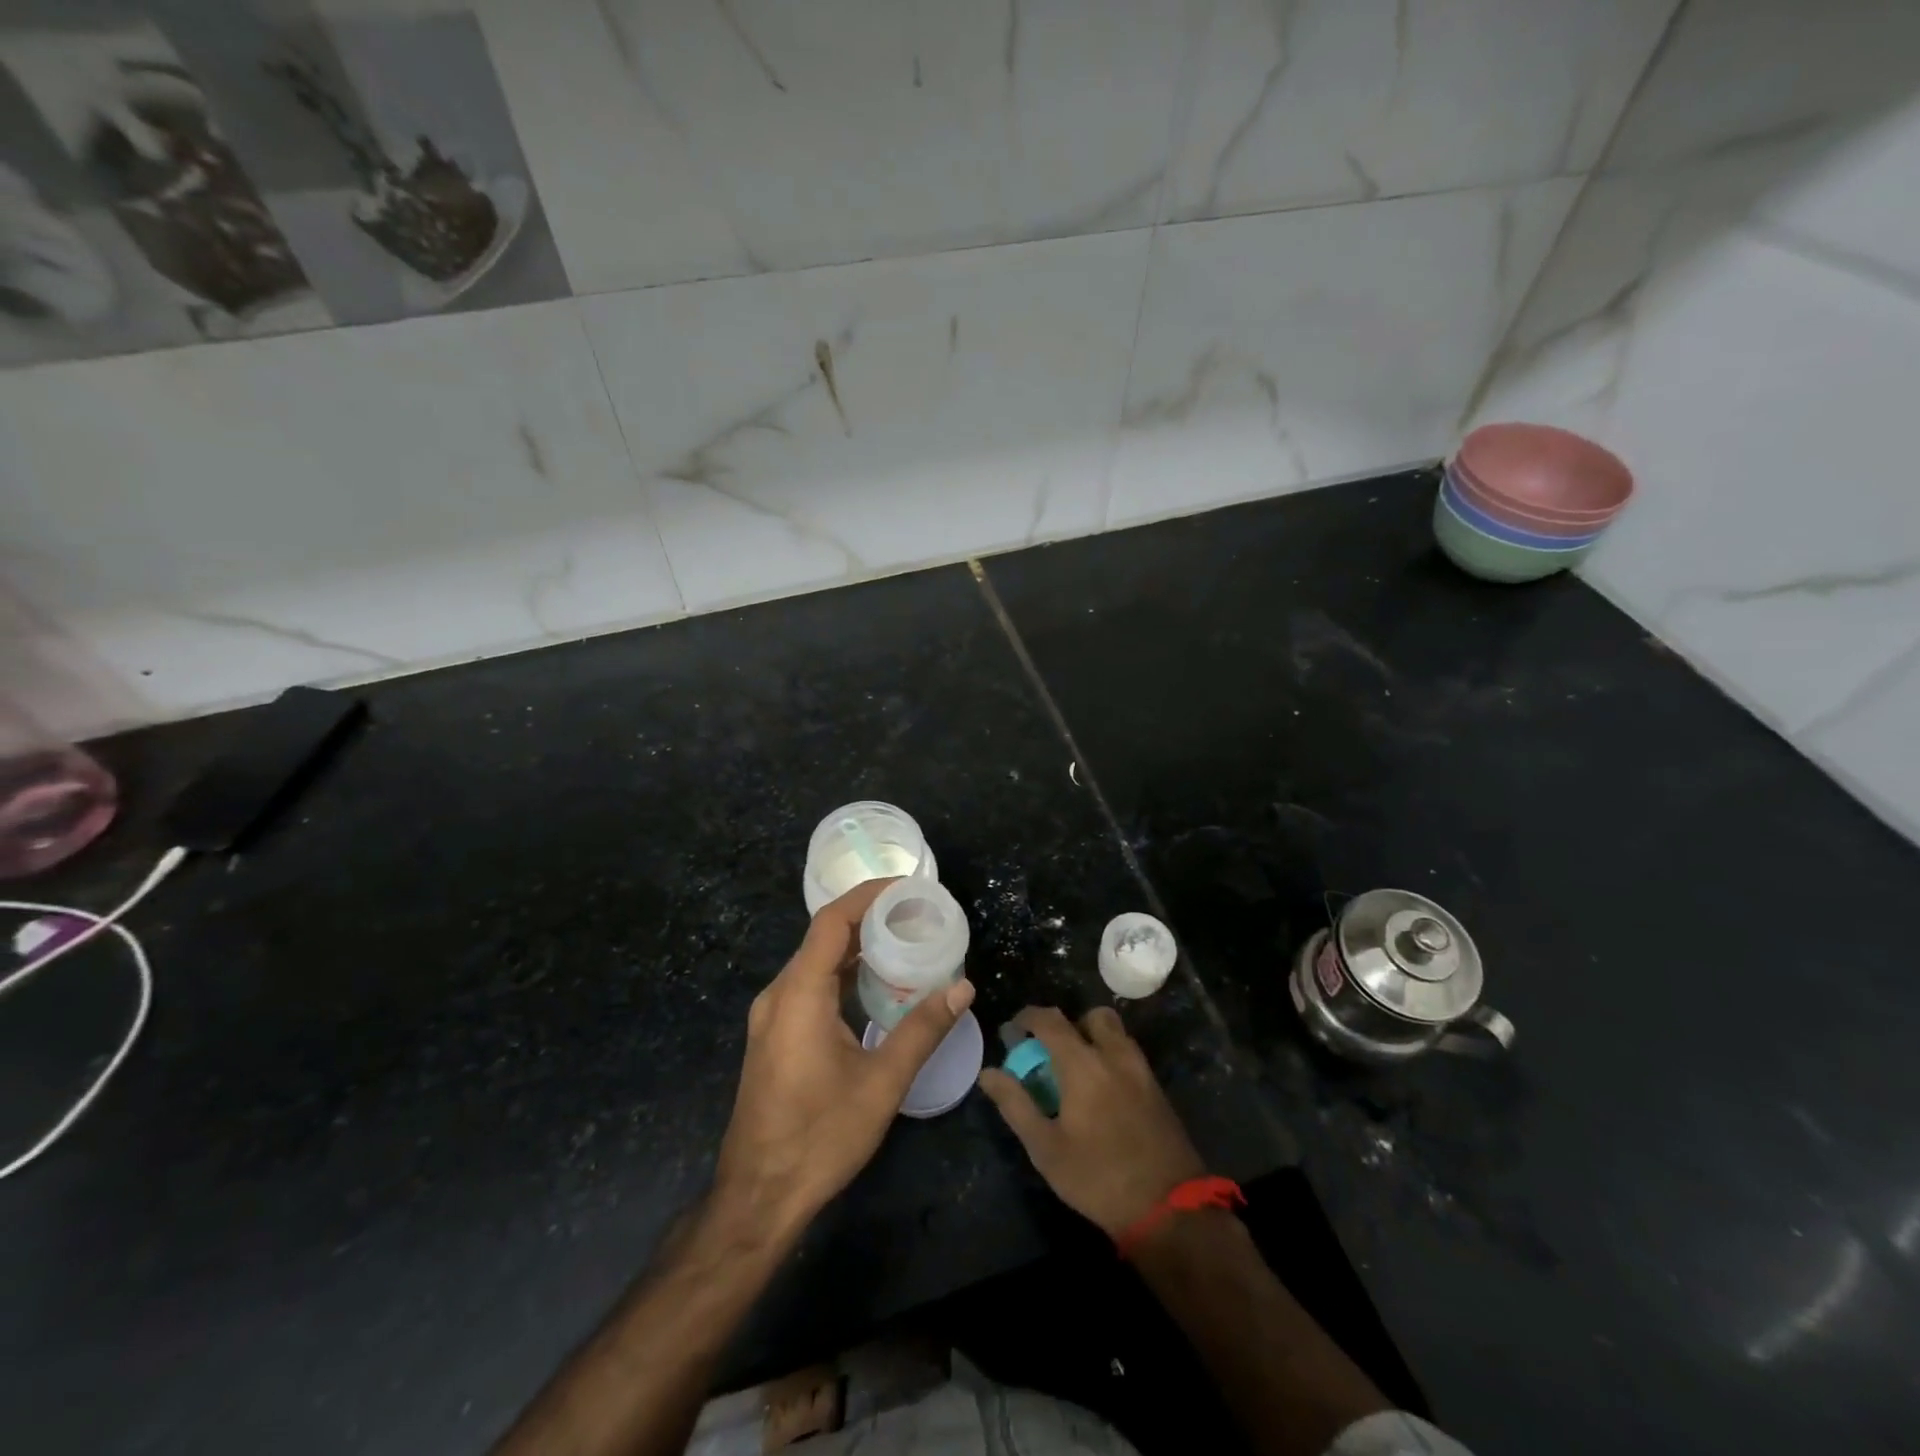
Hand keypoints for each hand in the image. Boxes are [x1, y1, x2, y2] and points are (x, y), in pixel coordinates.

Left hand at [712, 879, 975, 1239]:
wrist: (758, 1196)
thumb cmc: (820, 1137)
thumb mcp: (882, 1083)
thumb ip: (922, 1029)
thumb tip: (963, 988)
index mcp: (798, 994)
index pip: (832, 922)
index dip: (868, 895)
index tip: (908, 887)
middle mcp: (779, 994)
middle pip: (823, 937)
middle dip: (869, 918)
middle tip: (917, 915)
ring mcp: (772, 1016)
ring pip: (816, 962)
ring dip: (857, 947)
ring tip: (904, 941)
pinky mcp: (774, 1035)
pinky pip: (810, 985)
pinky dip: (843, 974)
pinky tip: (875, 985)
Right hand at [978, 1006, 1206, 1236]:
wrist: (1168, 1208)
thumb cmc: (1097, 1177)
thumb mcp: (1045, 1148)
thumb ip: (1016, 1104)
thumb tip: (988, 1073)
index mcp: (1083, 1064)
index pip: (1051, 1021)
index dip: (1029, 1017)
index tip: (1014, 1029)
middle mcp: (1114, 1056)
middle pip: (1091, 1017)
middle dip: (1069, 1024)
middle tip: (1052, 1052)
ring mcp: (1141, 1071)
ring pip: (1116, 1034)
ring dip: (1094, 1039)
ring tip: (1078, 1072)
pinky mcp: (1158, 1090)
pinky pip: (1130, 1056)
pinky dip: (1112, 1058)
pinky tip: (1103, 1093)